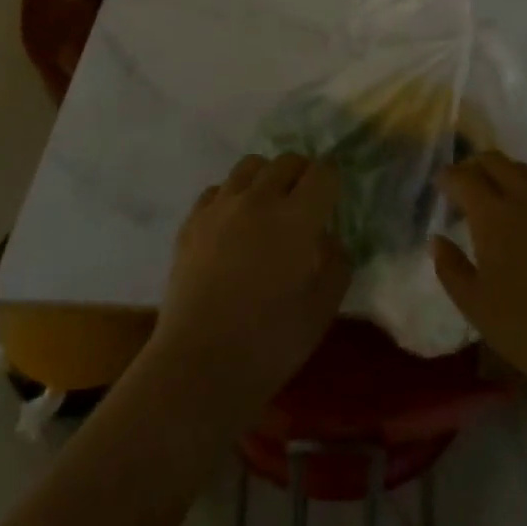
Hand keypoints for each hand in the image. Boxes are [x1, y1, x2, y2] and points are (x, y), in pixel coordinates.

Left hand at [149, 153, 349, 418]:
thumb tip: (326, 236)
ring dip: (266, 178)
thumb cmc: (271, 343)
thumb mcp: (323, 308)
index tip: (332, 200)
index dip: (332, 181)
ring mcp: (221, 206)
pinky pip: (218, 189)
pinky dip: (232, 197)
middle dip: (302, 175)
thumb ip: (335, 261)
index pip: (323, 172)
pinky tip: (233, 226)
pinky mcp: (192, 220)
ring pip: (250, 166)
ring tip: (267, 208)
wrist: (200, 364)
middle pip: (287, 161)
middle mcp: (259, 199)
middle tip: (304, 204)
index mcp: (296, 217)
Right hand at [433, 153, 526, 403]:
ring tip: (493, 203)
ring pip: (523, 172)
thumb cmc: (524, 328)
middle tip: (464, 189)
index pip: (463, 176)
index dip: (447, 177)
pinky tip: (525, 225)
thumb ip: (450, 266)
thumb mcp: (473, 304)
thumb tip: (439, 239)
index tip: (440, 188)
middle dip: (474, 166)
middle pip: (495, 161)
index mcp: (493, 214)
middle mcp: (525, 199)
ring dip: (502, 176)